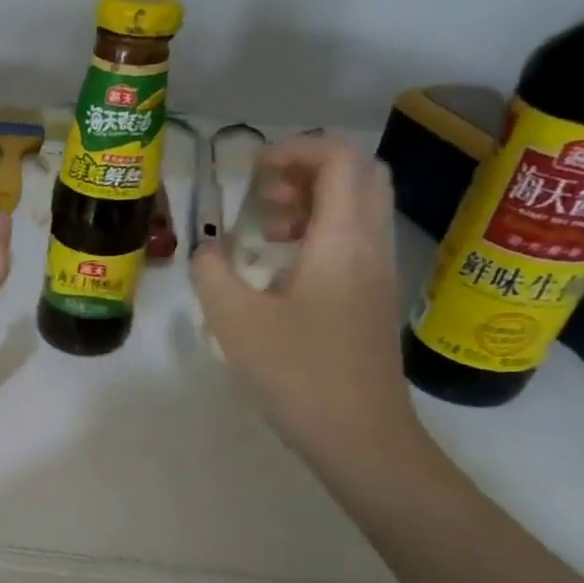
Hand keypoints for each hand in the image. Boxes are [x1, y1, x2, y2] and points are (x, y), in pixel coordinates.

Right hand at [192, 134, 423, 466]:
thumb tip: (206, 249)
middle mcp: (369, 244)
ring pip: (358, 207)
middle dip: (307, 168)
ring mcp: (377, 272)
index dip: (296, 147)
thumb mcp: (235, 320)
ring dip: (312, 201)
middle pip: (359, 173)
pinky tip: (281, 267)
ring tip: (264, 228)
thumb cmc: (298, 373)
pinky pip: (353, 239)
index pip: (339, 158)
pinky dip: (319, 232)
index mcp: (342, 239)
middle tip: (262, 192)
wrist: (359, 435)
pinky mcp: (373, 298)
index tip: (252, 167)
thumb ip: (211, 273)